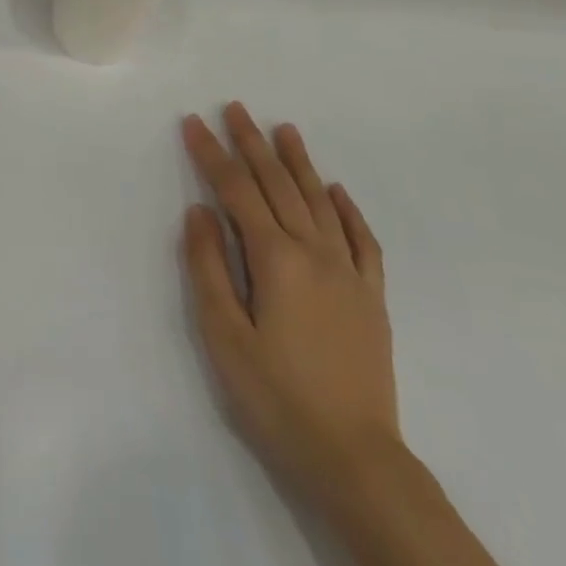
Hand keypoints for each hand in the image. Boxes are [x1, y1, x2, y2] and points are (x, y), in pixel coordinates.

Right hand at [181, 104, 400, 508]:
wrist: (356, 458)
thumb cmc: (276, 397)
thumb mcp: (224, 335)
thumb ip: (208, 267)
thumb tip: (199, 210)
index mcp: (275, 259)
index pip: (235, 191)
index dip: (211, 153)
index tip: (193, 122)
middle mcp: (314, 253)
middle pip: (278, 185)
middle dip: (252, 143)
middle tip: (235, 107)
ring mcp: (349, 273)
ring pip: (319, 201)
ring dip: (299, 162)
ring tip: (284, 129)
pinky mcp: (371, 296)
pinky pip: (361, 239)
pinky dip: (347, 208)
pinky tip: (337, 189)